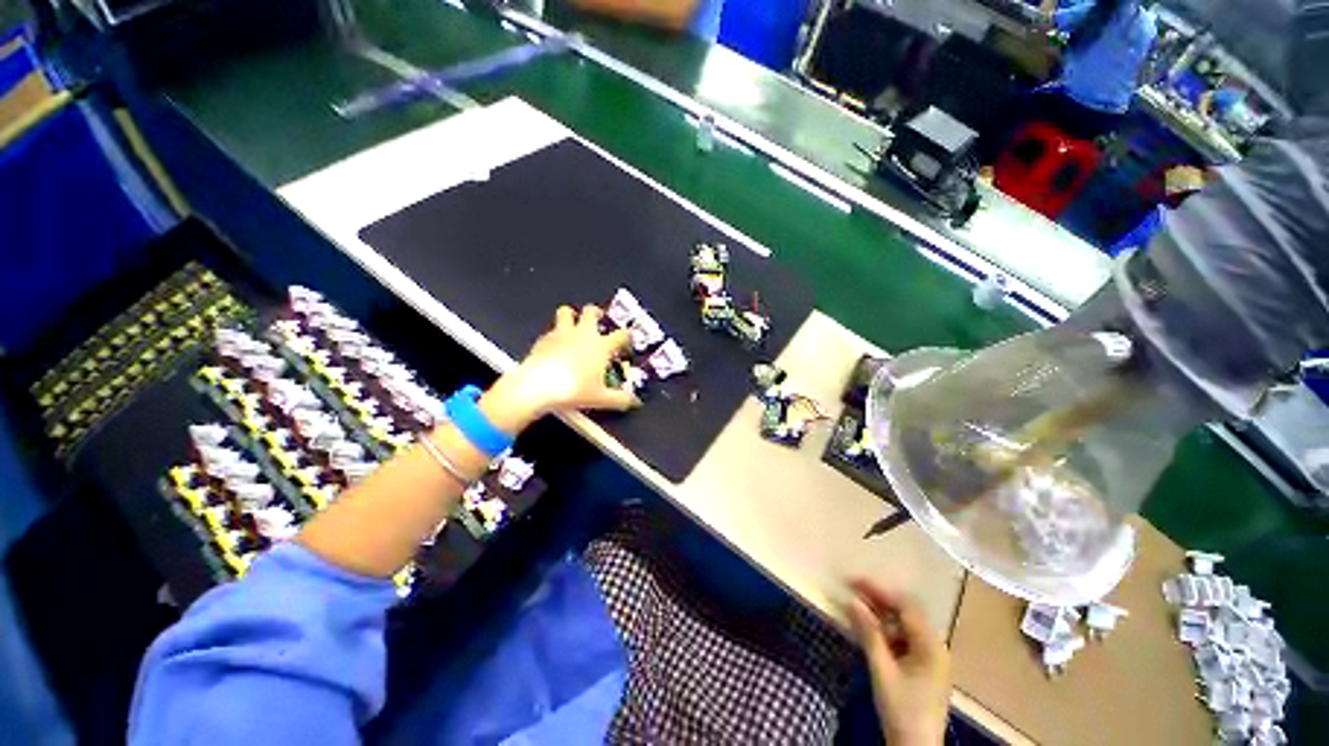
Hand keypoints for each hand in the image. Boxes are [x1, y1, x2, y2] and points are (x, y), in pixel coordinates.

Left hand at [482, 305, 636, 431]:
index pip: (621, 334)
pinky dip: (555, 335)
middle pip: (591, 312)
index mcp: (601, 346)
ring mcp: (561, 333)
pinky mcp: (543, 339)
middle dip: (596, 313)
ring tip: (573, 323)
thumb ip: (620, 399)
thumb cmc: (573, 390)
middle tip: (599, 319)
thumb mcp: (601, 399)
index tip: (627, 341)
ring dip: (571, 315)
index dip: (626, 336)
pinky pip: (551, 330)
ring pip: (566, 312)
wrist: (537, 386)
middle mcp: (583, 334)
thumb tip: (634, 402)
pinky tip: (555, 346)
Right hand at [848, 580, 951, 745]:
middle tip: (852, 590)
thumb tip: (852, 601)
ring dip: (881, 617)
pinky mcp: (924, 670)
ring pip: (904, 627)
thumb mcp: (882, 670)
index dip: (879, 590)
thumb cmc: (902, 710)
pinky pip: (904, 641)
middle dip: (879, 601)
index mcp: (931, 646)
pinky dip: (886, 633)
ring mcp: (931, 659)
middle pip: (906, 615)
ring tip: (856, 609)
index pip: (905, 607)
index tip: (853, 581)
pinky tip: (870, 632)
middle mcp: (935, 648)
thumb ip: (868, 633)